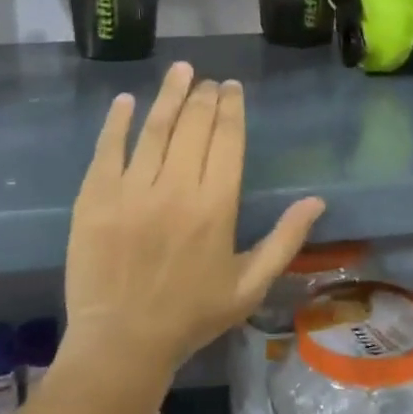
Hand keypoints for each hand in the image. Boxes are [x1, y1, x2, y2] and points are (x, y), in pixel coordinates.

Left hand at [63, 62, 326, 375]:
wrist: (122, 343)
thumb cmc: (191, 316)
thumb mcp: (250, 285)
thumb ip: (285, 240)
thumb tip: (317, 200)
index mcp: (216, 207)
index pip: (228, 140)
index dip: (231, 108)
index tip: (232, 88)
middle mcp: (176, 189)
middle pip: (193, 126)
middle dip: (204, 97)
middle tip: (208, 82)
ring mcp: (131, 190)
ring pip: (154, 128)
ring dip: (169, 95)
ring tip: (180, 71)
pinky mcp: (95, 197)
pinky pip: (108, 149)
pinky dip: (117, 122)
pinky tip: (126, 101)